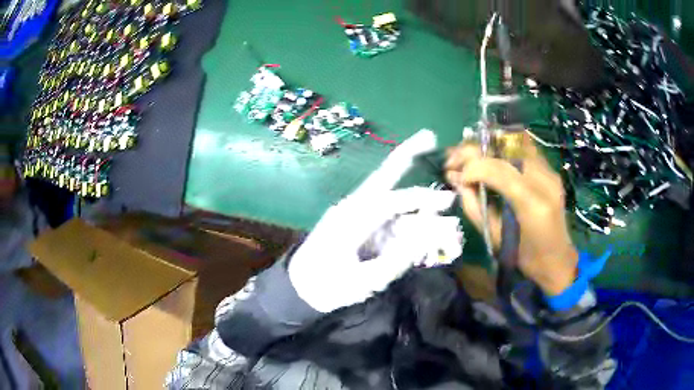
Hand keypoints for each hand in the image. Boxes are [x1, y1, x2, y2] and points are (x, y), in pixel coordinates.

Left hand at [289, 130, 463, 312]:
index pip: (390, 201)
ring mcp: (358, 216)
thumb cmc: (327, 286)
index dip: (421, 200)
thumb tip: (428, 237)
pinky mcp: (362, 226)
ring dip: (418, 207)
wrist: (300, 289)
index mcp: (351, 219)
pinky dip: (409, 223)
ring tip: (445, 213)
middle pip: (384, 178)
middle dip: (406, 156)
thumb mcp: (363, 281)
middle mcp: (355, 209)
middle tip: (428, 135)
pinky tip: (426, 233)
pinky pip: (390, 220)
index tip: (448, 201)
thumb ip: (397, 259)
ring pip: (393, 203)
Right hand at [445, 135, 577, 295]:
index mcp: (531, 204)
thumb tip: (456, 179)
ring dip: (487, 145)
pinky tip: (489, 157)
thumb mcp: (495, 238)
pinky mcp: (550, 170)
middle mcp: (544, 180)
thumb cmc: (525, 257)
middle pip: (505, 148)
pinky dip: (501, 149)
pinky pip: (523, 148)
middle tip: (454, 160)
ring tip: (468, 156)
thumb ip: (474, 206)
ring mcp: (550, 171)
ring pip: (514, 141)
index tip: (455, 177)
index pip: (497, 170)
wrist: (557, 259)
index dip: (471, 168)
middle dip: (474, 150)